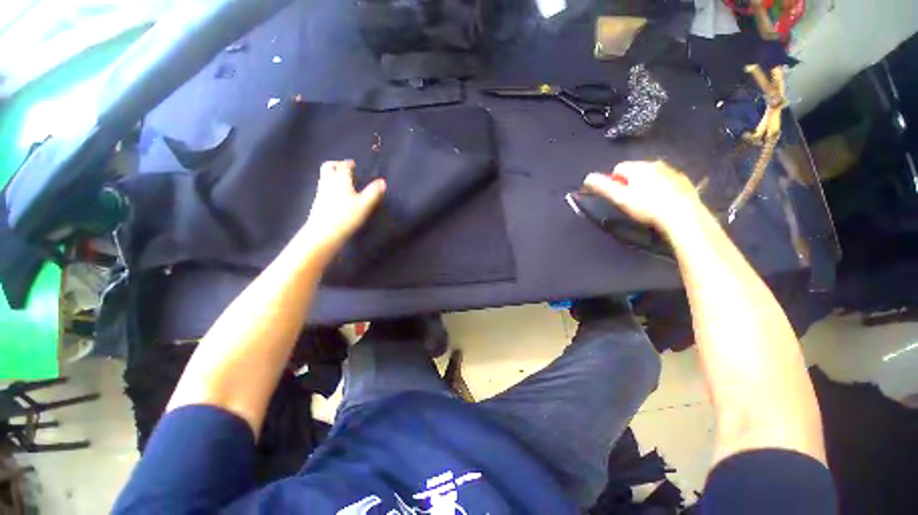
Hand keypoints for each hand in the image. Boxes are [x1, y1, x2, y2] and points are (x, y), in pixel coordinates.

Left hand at [299, 160, 384, 251]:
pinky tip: (335, 194)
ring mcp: (321, 192)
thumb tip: (383, 182)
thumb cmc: (347, 216)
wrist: (324, 232)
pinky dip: (329, 185)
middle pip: (328, 167)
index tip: (353, 164)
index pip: (343, 166)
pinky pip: (323, 187)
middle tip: (343, 167)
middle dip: (336, 165)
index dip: (348, 163)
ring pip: (324, 177)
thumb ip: (373, 192)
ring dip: (331, 174)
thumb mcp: (365, 205)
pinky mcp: (317, 202)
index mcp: (341, 180)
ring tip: (341, 180)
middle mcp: (328, 182)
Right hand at [583, 161, 699, 231]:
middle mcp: (656, 164)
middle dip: (631, 182)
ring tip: (647, 203)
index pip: (618, 168)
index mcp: (639, 167)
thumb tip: (588, 177)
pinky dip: (661, 188)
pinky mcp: (684, 181)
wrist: (683, 215)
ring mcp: (672, 171)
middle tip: (632, 201)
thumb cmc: (647, 207)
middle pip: (636, 170)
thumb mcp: (621, 198)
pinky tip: (662, 202)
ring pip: (652, 175)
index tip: (618, 196)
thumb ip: (603, 187)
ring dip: (646, 184)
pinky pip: (666, 181)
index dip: (614, 181)